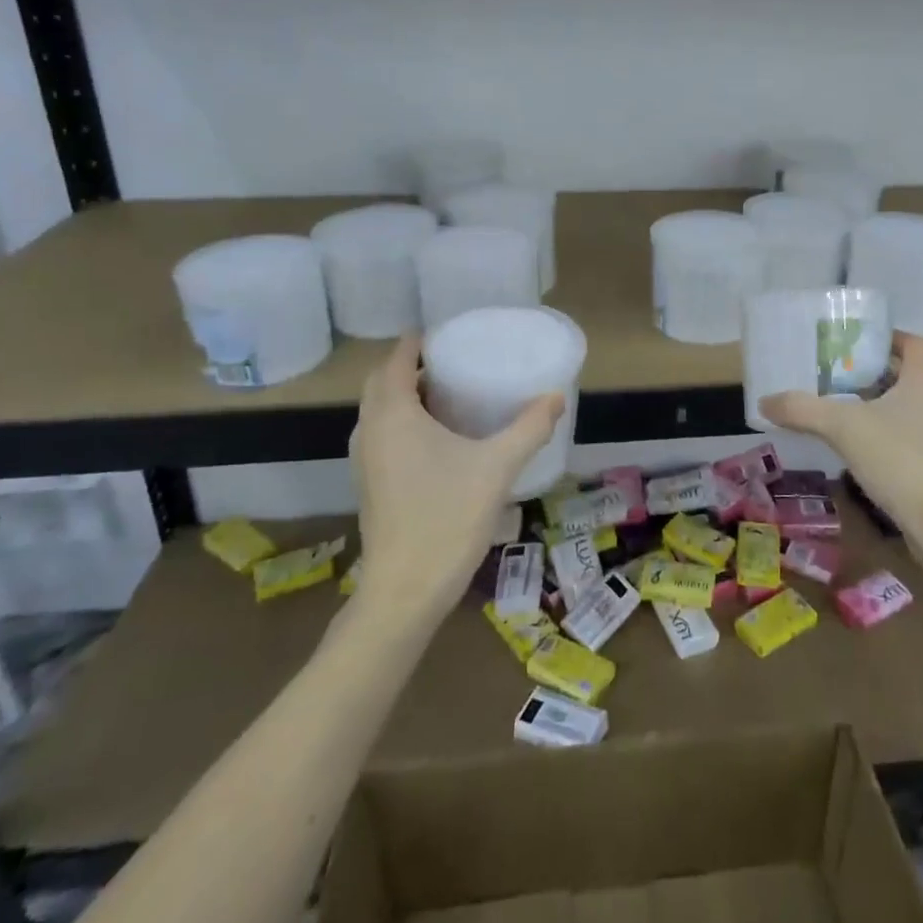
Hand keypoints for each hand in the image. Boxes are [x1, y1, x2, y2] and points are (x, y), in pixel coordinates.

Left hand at [349, 335, 562, 615]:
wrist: (406, 590)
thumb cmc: (448, 517)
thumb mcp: (497, 467)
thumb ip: (529, 428)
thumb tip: (556, 397)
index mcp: (393, 415)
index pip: (396, 360)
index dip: (417, 342)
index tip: (446, 332)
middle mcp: (370, 431)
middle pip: (382, 383)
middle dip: (410, 366)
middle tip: (452, 360)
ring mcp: (365, 460)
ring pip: (380, 411)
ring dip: (405, 395)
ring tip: (448, 393)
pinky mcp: (371, 484)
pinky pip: (383, 435)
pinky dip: (403, 422)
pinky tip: (438, 438)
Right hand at [759, 334, 922, 541]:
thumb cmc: (900, 458)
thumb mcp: (843, 427)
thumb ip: (802, 409)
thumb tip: (764, 401)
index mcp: (922, 380)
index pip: (912, 343)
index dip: (886, 336)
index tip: (853, 339)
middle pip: (901, 374)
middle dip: (868, 371)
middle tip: (831, 371)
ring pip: (899, 408)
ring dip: (870, 404)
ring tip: (832, 405)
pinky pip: (898, 437)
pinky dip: (875, 434)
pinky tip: (847, 445)